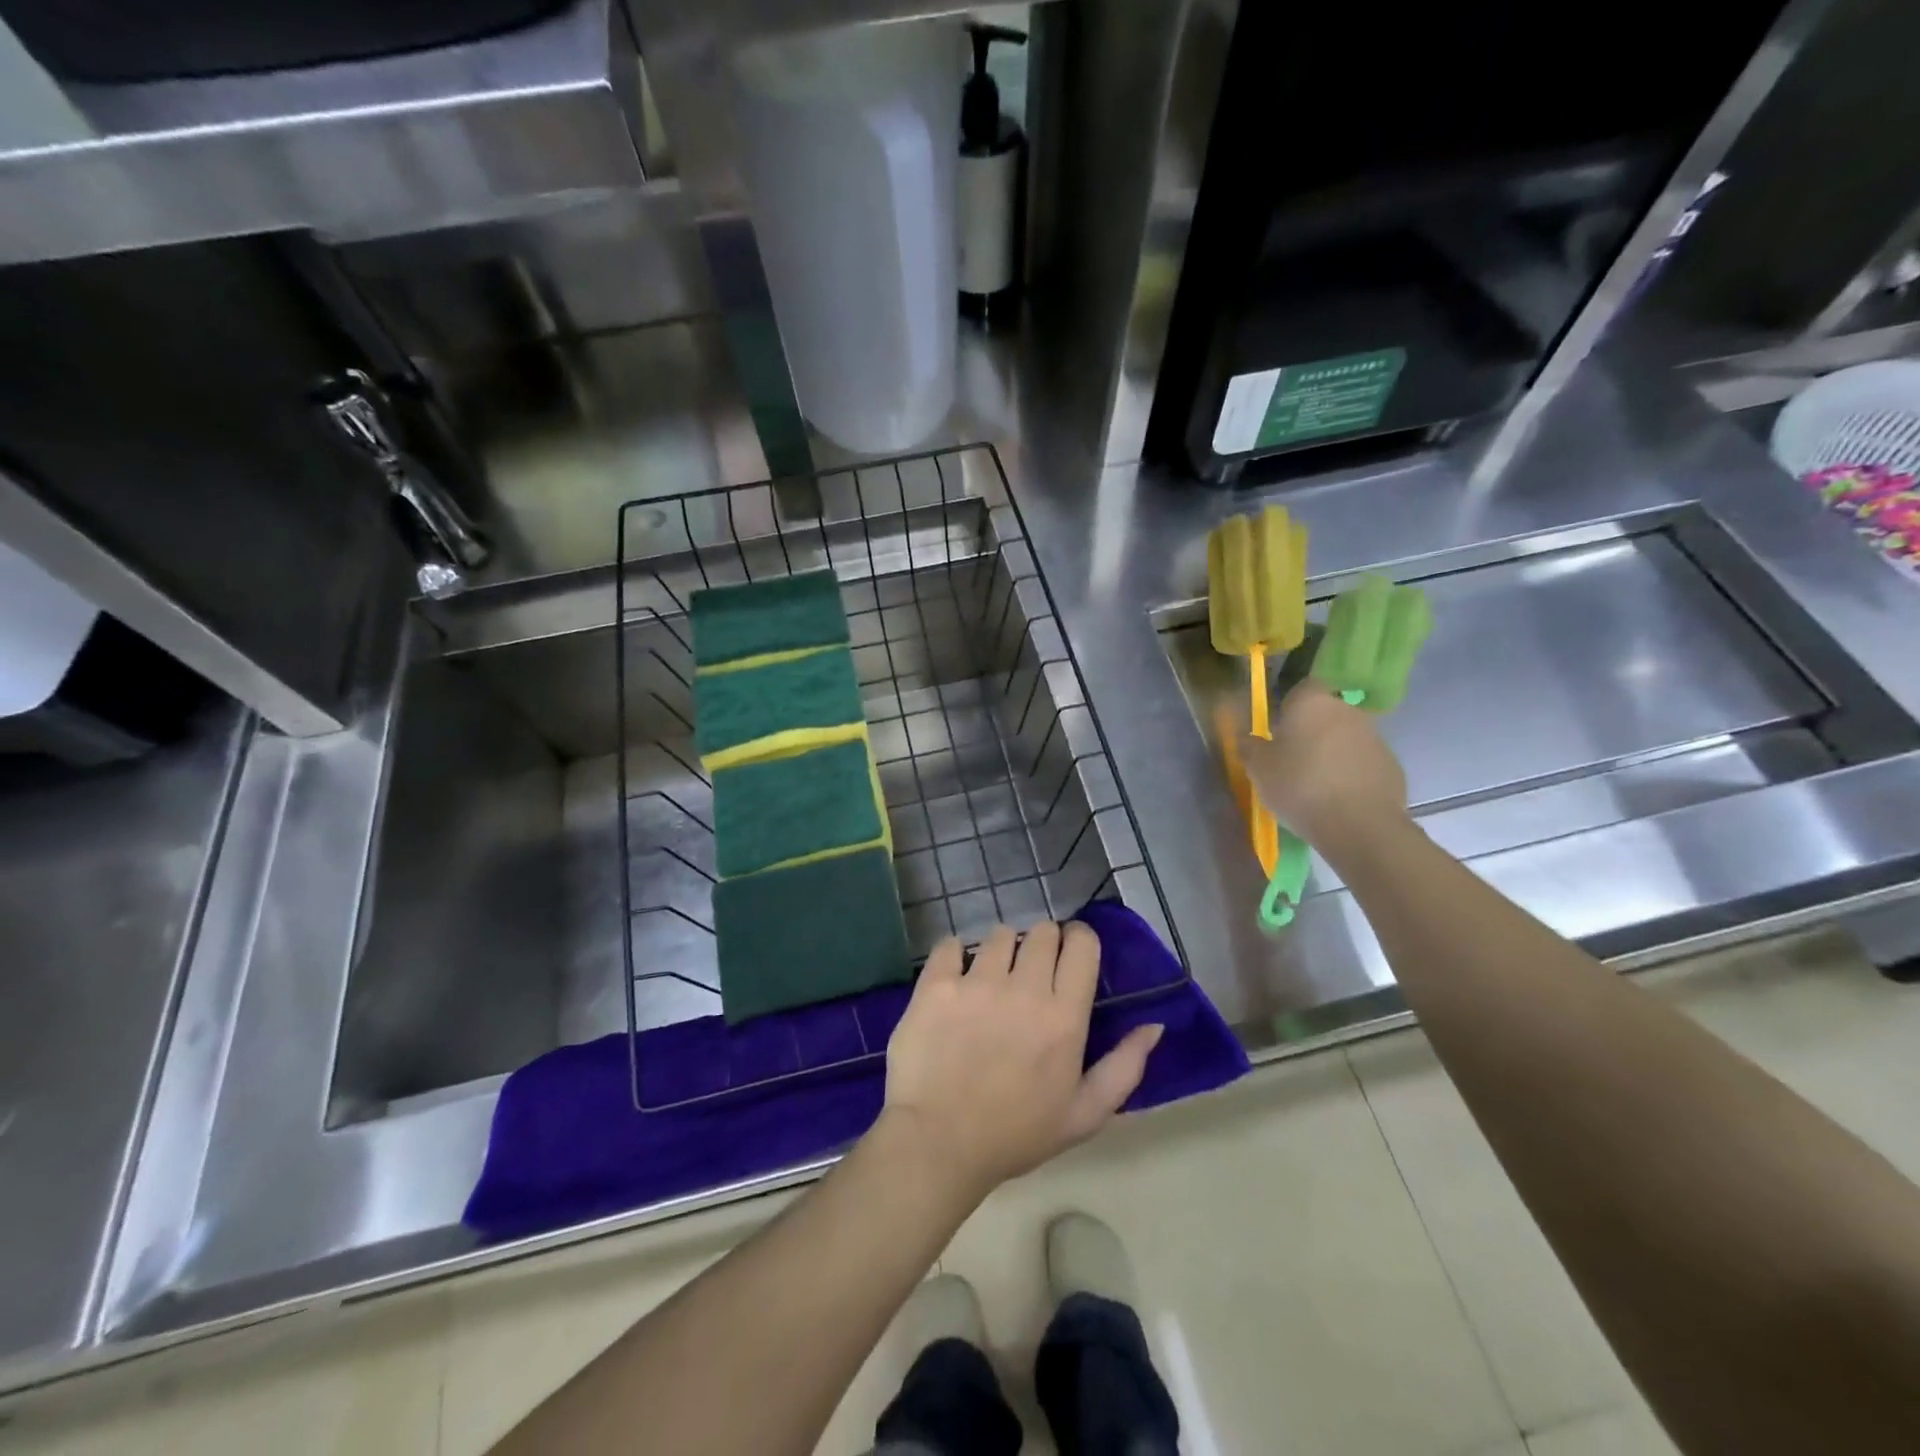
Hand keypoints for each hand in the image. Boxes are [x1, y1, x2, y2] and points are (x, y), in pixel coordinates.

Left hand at [880, 922, 1163, 1197]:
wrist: (938, 1144)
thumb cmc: (1016, 1134)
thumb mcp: (1084, 1114)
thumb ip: (1125, 1067)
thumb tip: (1154, 1026)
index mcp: (1064, 1017)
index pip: (1082, 944)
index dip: (1079, 940)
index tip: (1070, 954)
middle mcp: (1024, 989)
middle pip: (1042, 932)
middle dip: (1042, 944)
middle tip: (1031, 972)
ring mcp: (977, 983)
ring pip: (998, 935)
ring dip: (1001, 950)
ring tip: (992, 978)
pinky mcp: (936, 985)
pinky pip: (950, 945)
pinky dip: (955, 955)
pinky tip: (955, 978)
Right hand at [1244, 681, 1409, 851]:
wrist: (1360, 825)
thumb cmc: (1300, 786)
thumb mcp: (1258, 769)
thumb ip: (1250, 747)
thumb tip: (1248, 738)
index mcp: (1312, 703)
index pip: (1301, 689)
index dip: (1288, 707)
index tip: (1277, 730)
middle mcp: (1347, 711)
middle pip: (1324, 714)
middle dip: (1309, 732)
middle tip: (1291, 761)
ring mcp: (1374, 738)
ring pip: (1344, 739)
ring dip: (1331, 754)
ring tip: (1315, 786)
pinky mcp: (1391, 765)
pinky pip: (1362, 763)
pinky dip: (1350, 775)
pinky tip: (1338, 800)